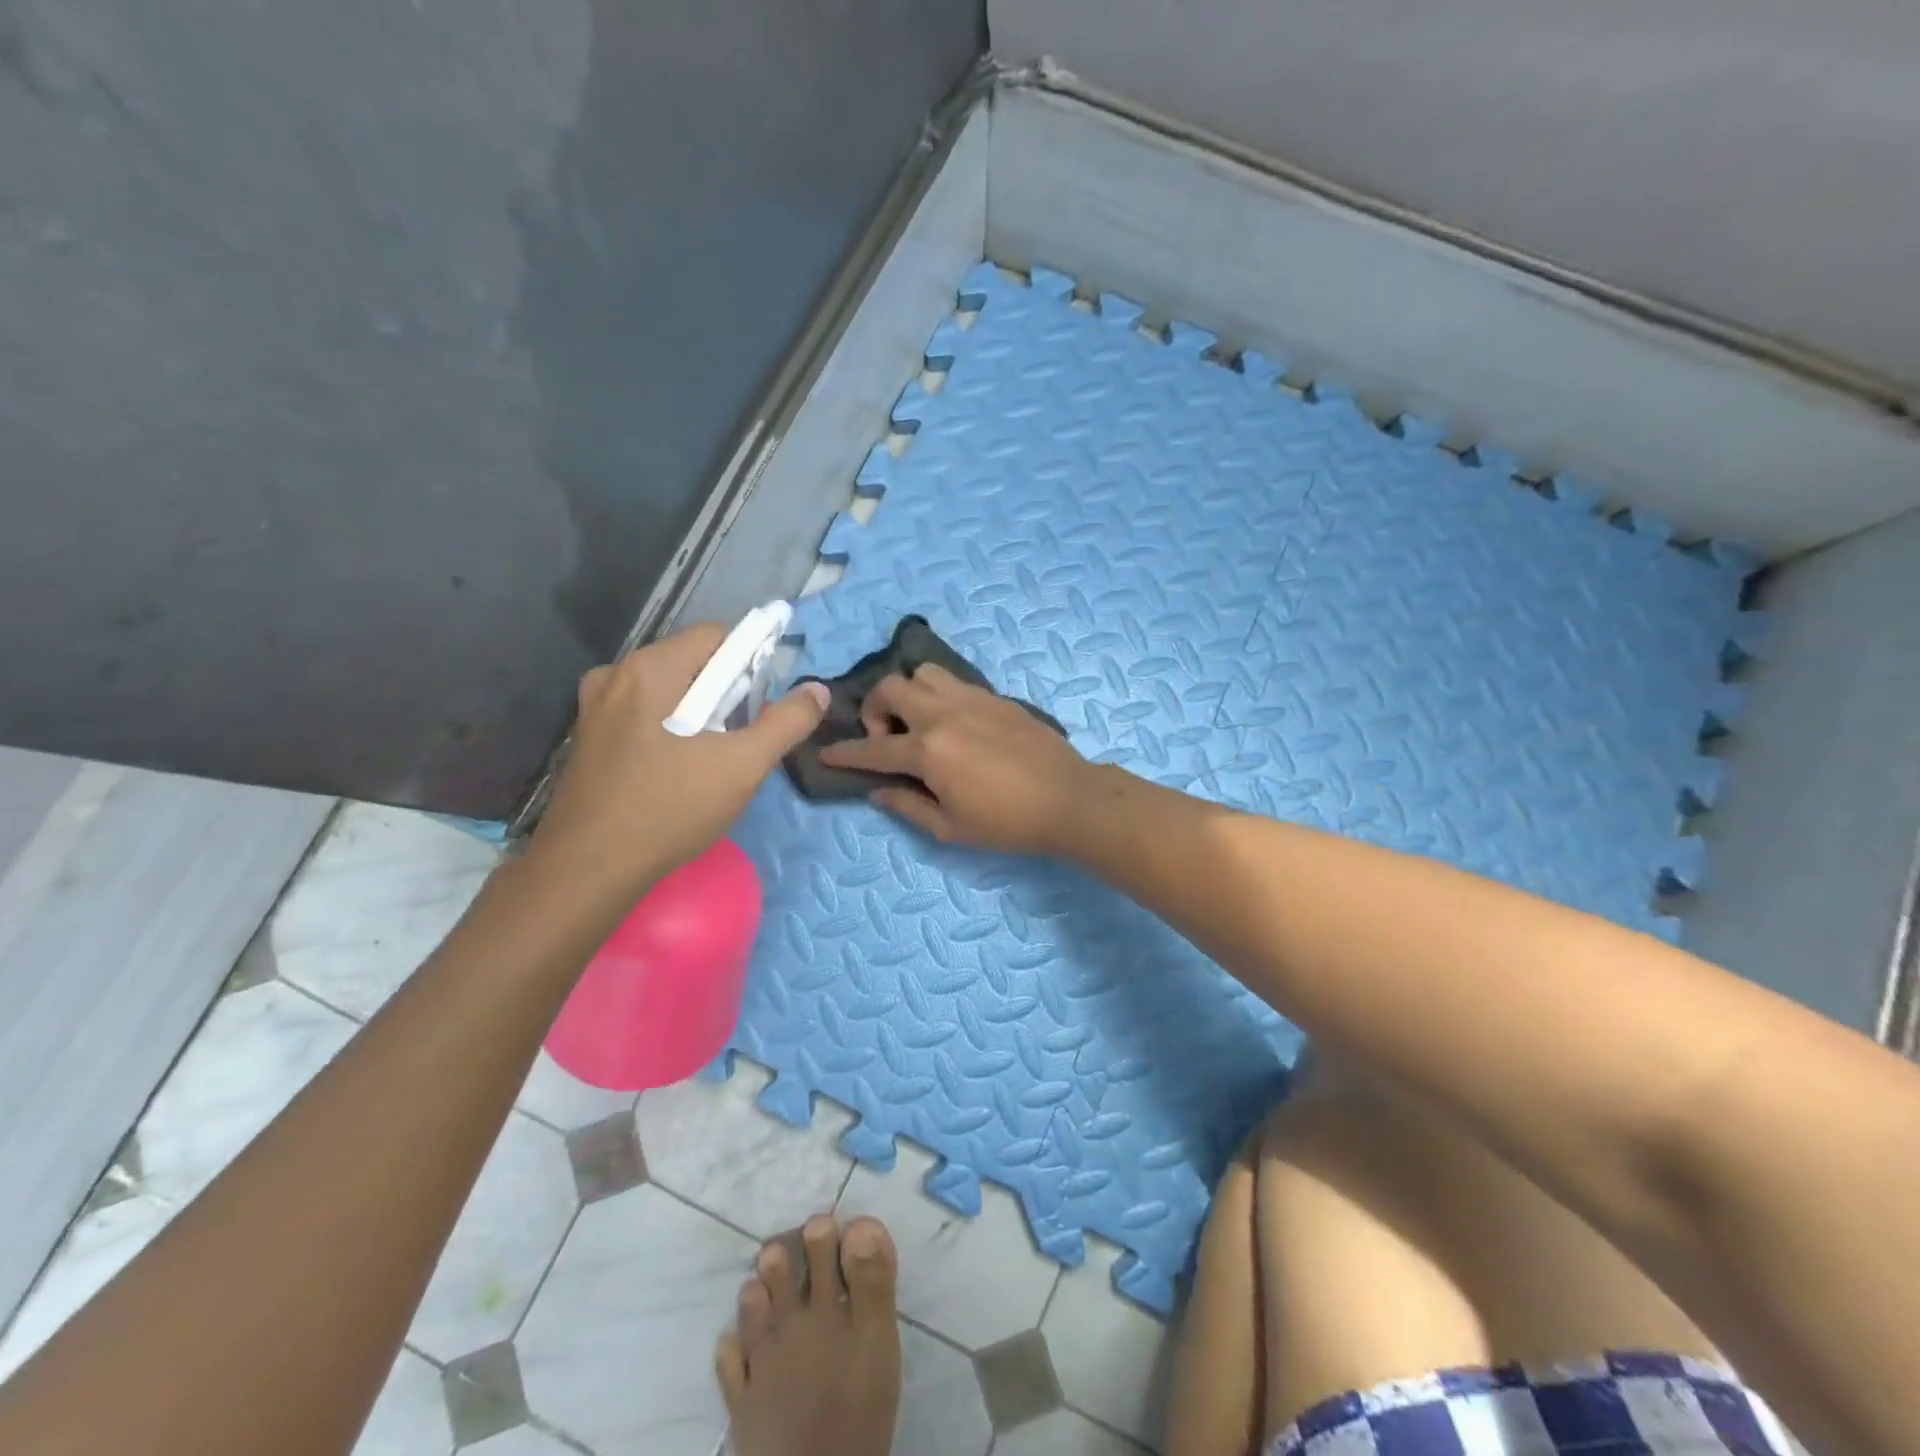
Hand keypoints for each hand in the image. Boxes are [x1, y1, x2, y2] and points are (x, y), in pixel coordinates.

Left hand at [527, 625, 828, 897]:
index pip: (716, 636)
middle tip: (737, 740)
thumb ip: (786, 722)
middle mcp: (616, 674)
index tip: (757, 709)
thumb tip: (817, 690)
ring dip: (696, 713)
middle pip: (690, 662)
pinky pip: (641, 713)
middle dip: (723, 693)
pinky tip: (673, 771)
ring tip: (708, 760)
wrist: (589, 868)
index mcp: (652, 668)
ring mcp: (594, 706)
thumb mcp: (743, 766)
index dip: (748, 665)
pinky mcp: (587, 737)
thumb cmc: (670, 807)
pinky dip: (667, 728)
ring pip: (666, 690)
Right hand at [816, 664, 1094, 854]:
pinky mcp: (994, 696)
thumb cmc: (1007, 822)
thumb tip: (877, 792)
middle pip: (890, 688)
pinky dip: (939, 694)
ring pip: (923, 673)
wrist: (1067, 798)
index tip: (826, 752)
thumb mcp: (950, 828)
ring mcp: (971, 699)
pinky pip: (954, 681)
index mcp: (928, 751)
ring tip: (920, 721)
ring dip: (909, 693)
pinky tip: (952, 721)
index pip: (872, 750)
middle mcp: (943, 714)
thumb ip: (907, 806)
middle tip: (887, 738)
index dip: (844, 752)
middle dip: (874, 709)